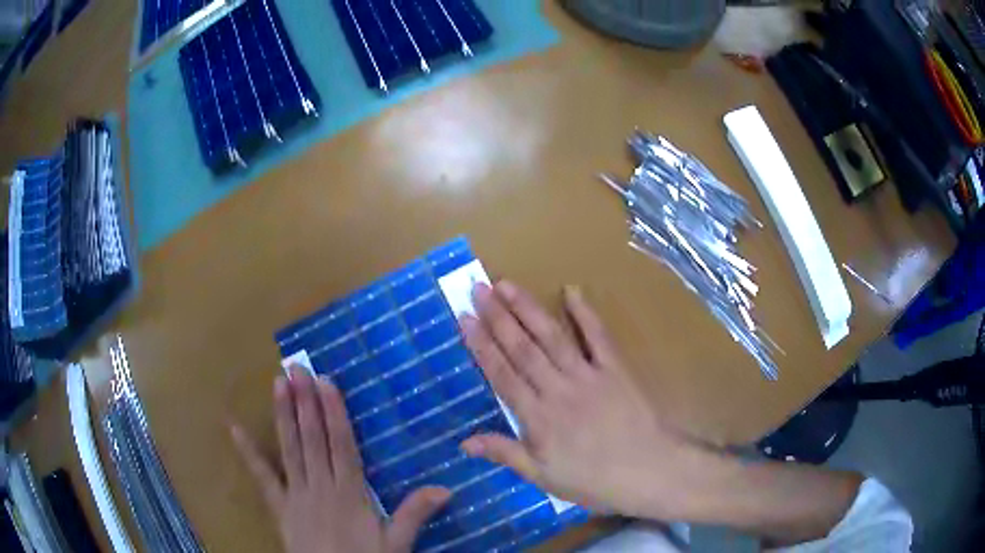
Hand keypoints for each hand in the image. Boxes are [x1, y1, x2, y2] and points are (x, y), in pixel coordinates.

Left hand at [231, 368, 450, 552]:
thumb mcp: (396, 544)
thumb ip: (414, 515)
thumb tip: (445, 488)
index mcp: (350, 494)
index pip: (341, 446)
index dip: (334, 414)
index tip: (326, 383)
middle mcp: (321, 487)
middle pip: (313, 440)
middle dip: (305, 403)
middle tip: (297, 369)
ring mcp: (296, 494)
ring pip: (290, 449)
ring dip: (284, 416)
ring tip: (278, 384)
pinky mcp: (279, 506)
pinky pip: (262, 477)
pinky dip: (248, 453)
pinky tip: (234, 429)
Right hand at [459, 281, 724, 520]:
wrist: (650, 471)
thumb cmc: (594, 480)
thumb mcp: (544, 478)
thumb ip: (506, 454)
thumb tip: (464, 442)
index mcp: (538, 418)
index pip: (502, 375)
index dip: (481, 346)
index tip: (465, 318)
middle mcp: (558, 389)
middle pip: (523, 348)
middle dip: (498, 317)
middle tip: (479, 288)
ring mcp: (588, 375)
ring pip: (552, 337)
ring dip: (528, 309)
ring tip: (507, 285)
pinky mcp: (615, 368)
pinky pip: (598, 336)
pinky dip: (585, 313)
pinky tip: (571, 290)